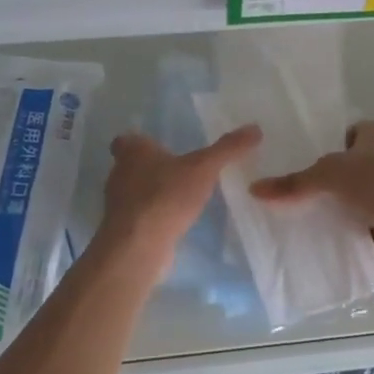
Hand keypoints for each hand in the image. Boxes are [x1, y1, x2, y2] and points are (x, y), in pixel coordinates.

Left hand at [97, 125, 261, 271]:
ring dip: (153, 193)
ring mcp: (118, 204)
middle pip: (130, 166)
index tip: (158, 147)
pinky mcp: (124, 229)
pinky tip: (174, 223)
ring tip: (181, 197)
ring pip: (134, 192)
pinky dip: (154, 217)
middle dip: (151, 168)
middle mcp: (119, 174)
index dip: (139, 143)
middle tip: (178, 170)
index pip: (126, 140)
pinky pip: (140, 217)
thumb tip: (255, 128)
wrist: (139, 245)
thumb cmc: (166, 195)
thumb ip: (228, 148)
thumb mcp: (204, 167)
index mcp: (132, 151)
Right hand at [250, 121, 373, 258]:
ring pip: (355, 195)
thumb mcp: (328, 175)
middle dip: (327, 178)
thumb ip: (294, 183)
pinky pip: (363, 221)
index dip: (325, 142)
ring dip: (338, 205)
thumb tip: (254, 190)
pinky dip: (348, 228)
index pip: (345, 132)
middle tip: (293, 190)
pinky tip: (324, 237)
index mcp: (373, 135)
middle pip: (349, 166)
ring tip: (301, 215)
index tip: (299, 157)